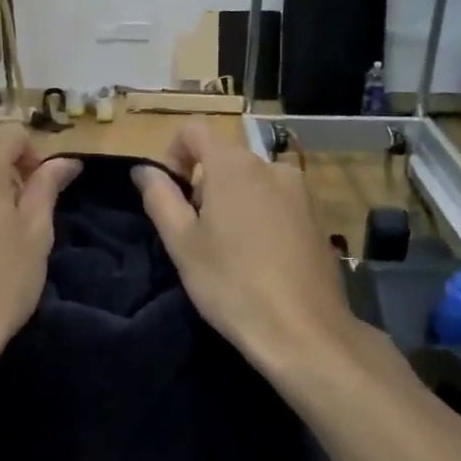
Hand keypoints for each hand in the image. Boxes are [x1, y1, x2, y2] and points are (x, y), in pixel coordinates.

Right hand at [133, 123, 357, 378]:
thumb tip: (144, 169)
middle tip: (194, 233)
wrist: (303, 330)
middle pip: (224, 157)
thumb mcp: (182, 243)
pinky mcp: (316, 218)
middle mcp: (271, 166)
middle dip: (202, 185)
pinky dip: (258, 217)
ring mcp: (300, 191)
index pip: (194, 130)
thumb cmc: (231, 283)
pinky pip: (276, 202)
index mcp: (234, 165)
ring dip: (231, 202)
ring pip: (251, 181)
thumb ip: (159, 197)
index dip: (173, 152)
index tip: (170, 193)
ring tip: (226, 250)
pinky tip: (258, 260)